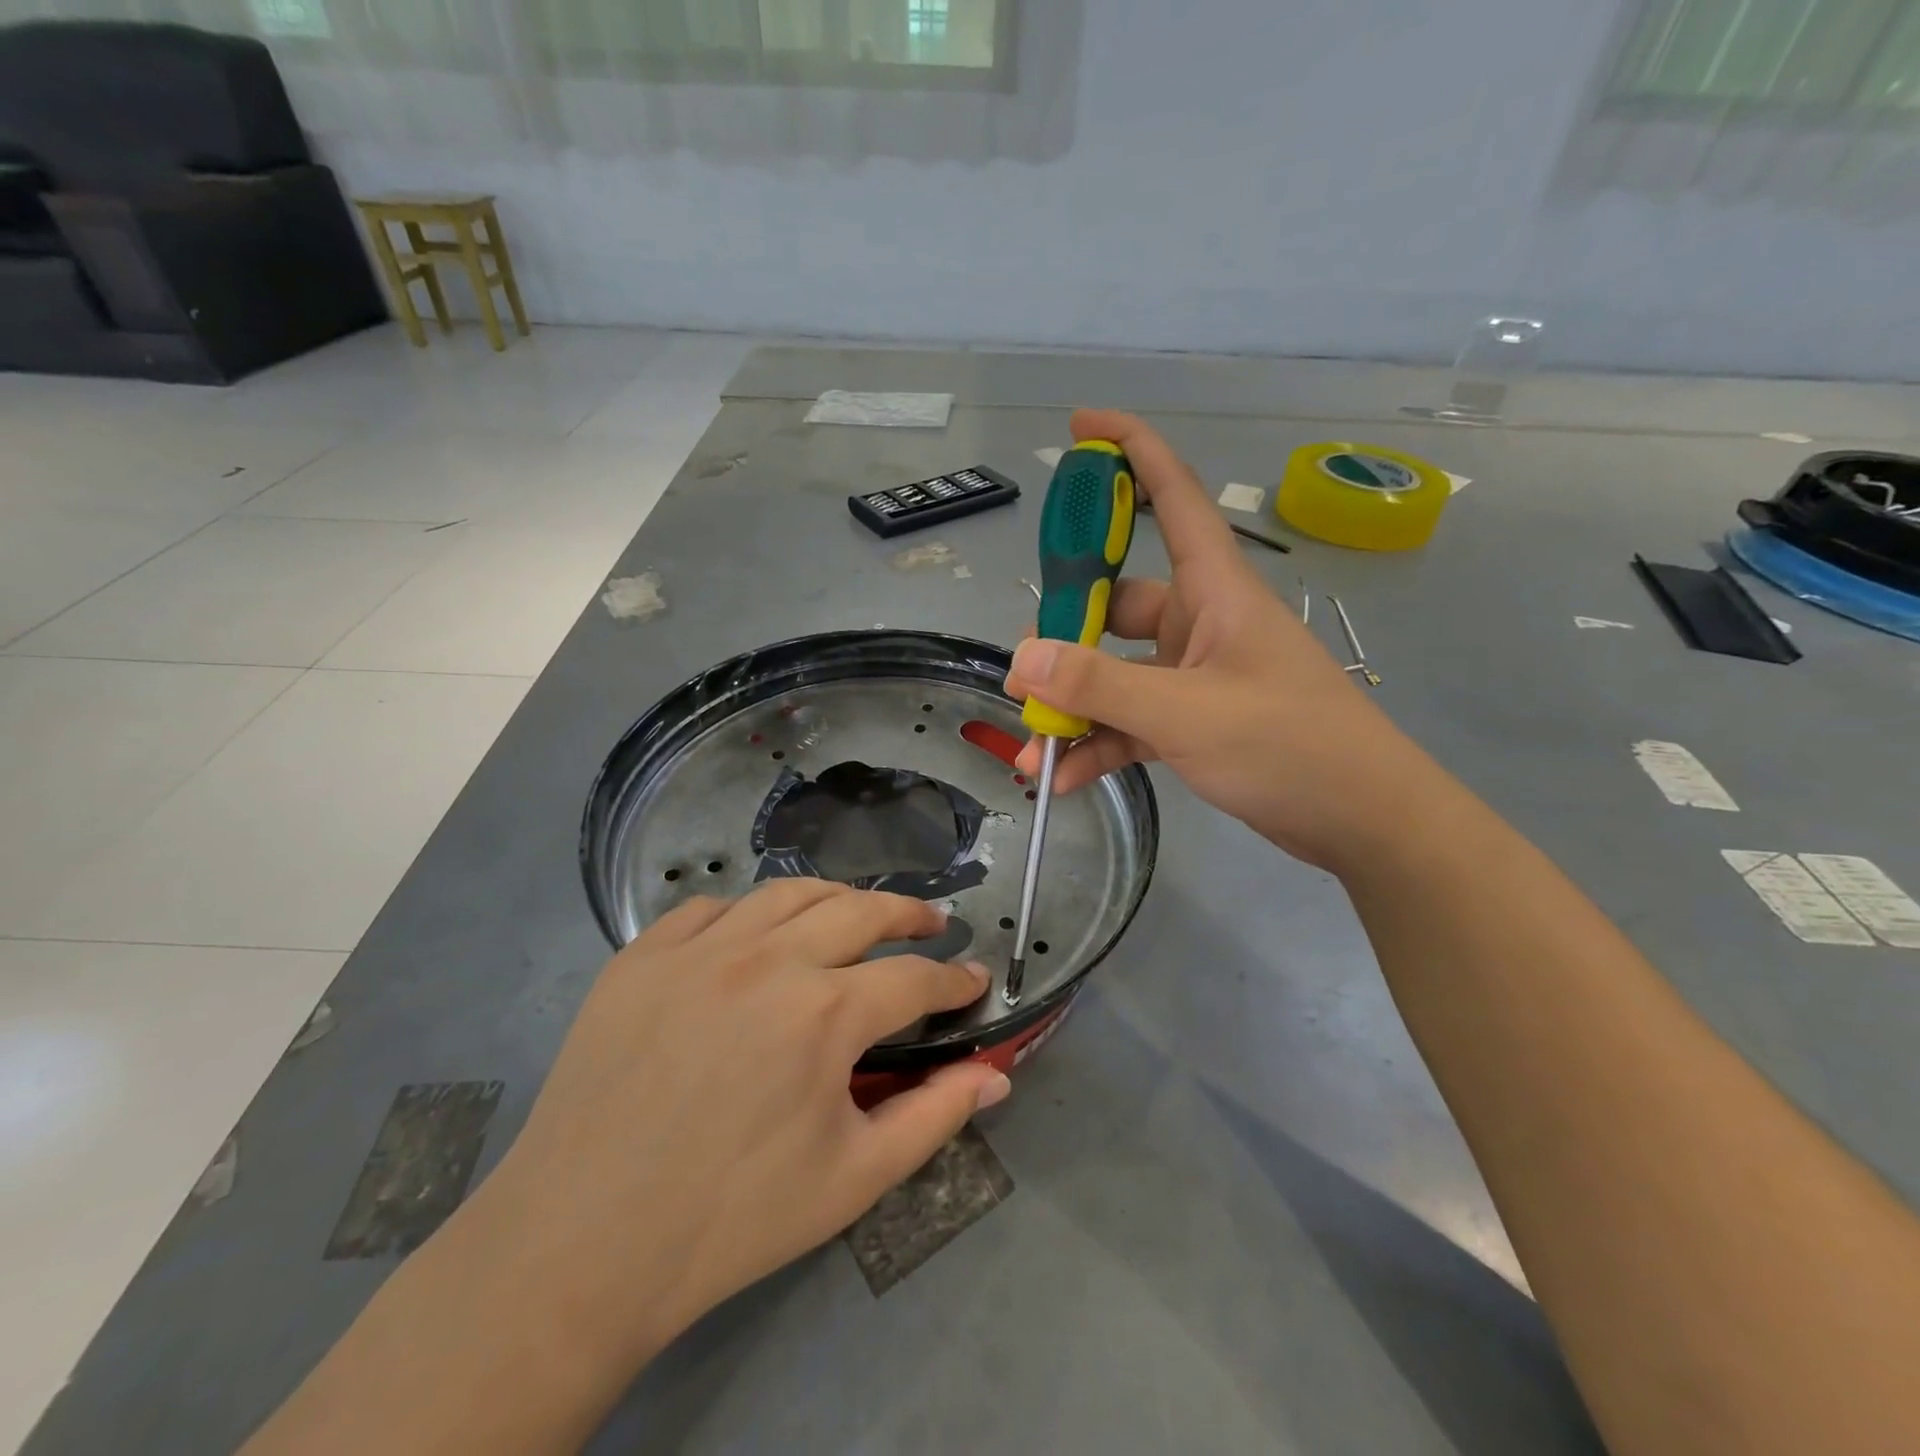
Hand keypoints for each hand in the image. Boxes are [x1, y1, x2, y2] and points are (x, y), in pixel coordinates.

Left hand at [465, 880, 1006, 1368]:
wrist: (582, 1244)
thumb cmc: (732, 1217)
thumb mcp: (854, 1178)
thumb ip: (934, 1116)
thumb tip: (997, 1075)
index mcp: (824, 1012)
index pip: (914, 978)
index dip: (953, 979)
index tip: (973, 981)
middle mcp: (767, 958)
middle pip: (860, 909)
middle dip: (908, 914)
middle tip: (930, 923)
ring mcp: (698, 948)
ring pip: (787, 893)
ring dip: (835, 899)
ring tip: (855, 914)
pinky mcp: (641, 955)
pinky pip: (709, 909)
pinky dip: (747, 913)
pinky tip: (754, 937)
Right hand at [1008, 408, 1430, 870]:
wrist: (1363, 820)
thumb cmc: (1290, 745)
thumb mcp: (1187, 712)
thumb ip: (1101, 685)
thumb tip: (1022, 660)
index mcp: (1215, 590)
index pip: (1171, 495)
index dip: (1130, 451)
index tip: (1081, 426)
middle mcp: (1201, 622)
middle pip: (1118, 603)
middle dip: (1067, 635)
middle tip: (1024, 672)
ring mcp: (1196, 674)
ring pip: (1117, 673)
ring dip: (1075, 706)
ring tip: (1032, 742)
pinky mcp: (1195, 721)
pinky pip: (1131, 721)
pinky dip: (1098, 744)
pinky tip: (1061, 776)